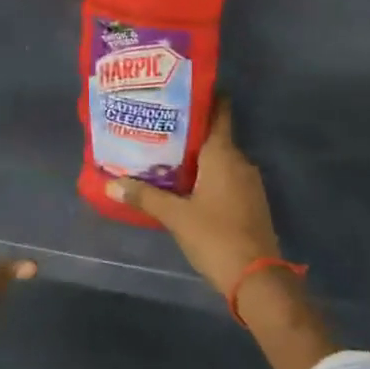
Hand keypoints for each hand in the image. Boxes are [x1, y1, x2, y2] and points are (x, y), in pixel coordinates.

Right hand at [103, 100, 280, 297]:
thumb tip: (112, 182)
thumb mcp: (176, 216)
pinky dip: (209, 176)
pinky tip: (187, 187)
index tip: (182, 90)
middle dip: (190, 131)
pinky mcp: (251, 202)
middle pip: (216, 135)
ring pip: (220, 159)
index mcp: (223, 154)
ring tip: (166, 156)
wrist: (257, 279)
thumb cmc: (216, 236)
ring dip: (198, 156)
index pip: (220, 111)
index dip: (205, 96)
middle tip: (159, 127)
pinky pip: (227, 177)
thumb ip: (145, 196)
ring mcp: (249, 182)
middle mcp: (239, 161)